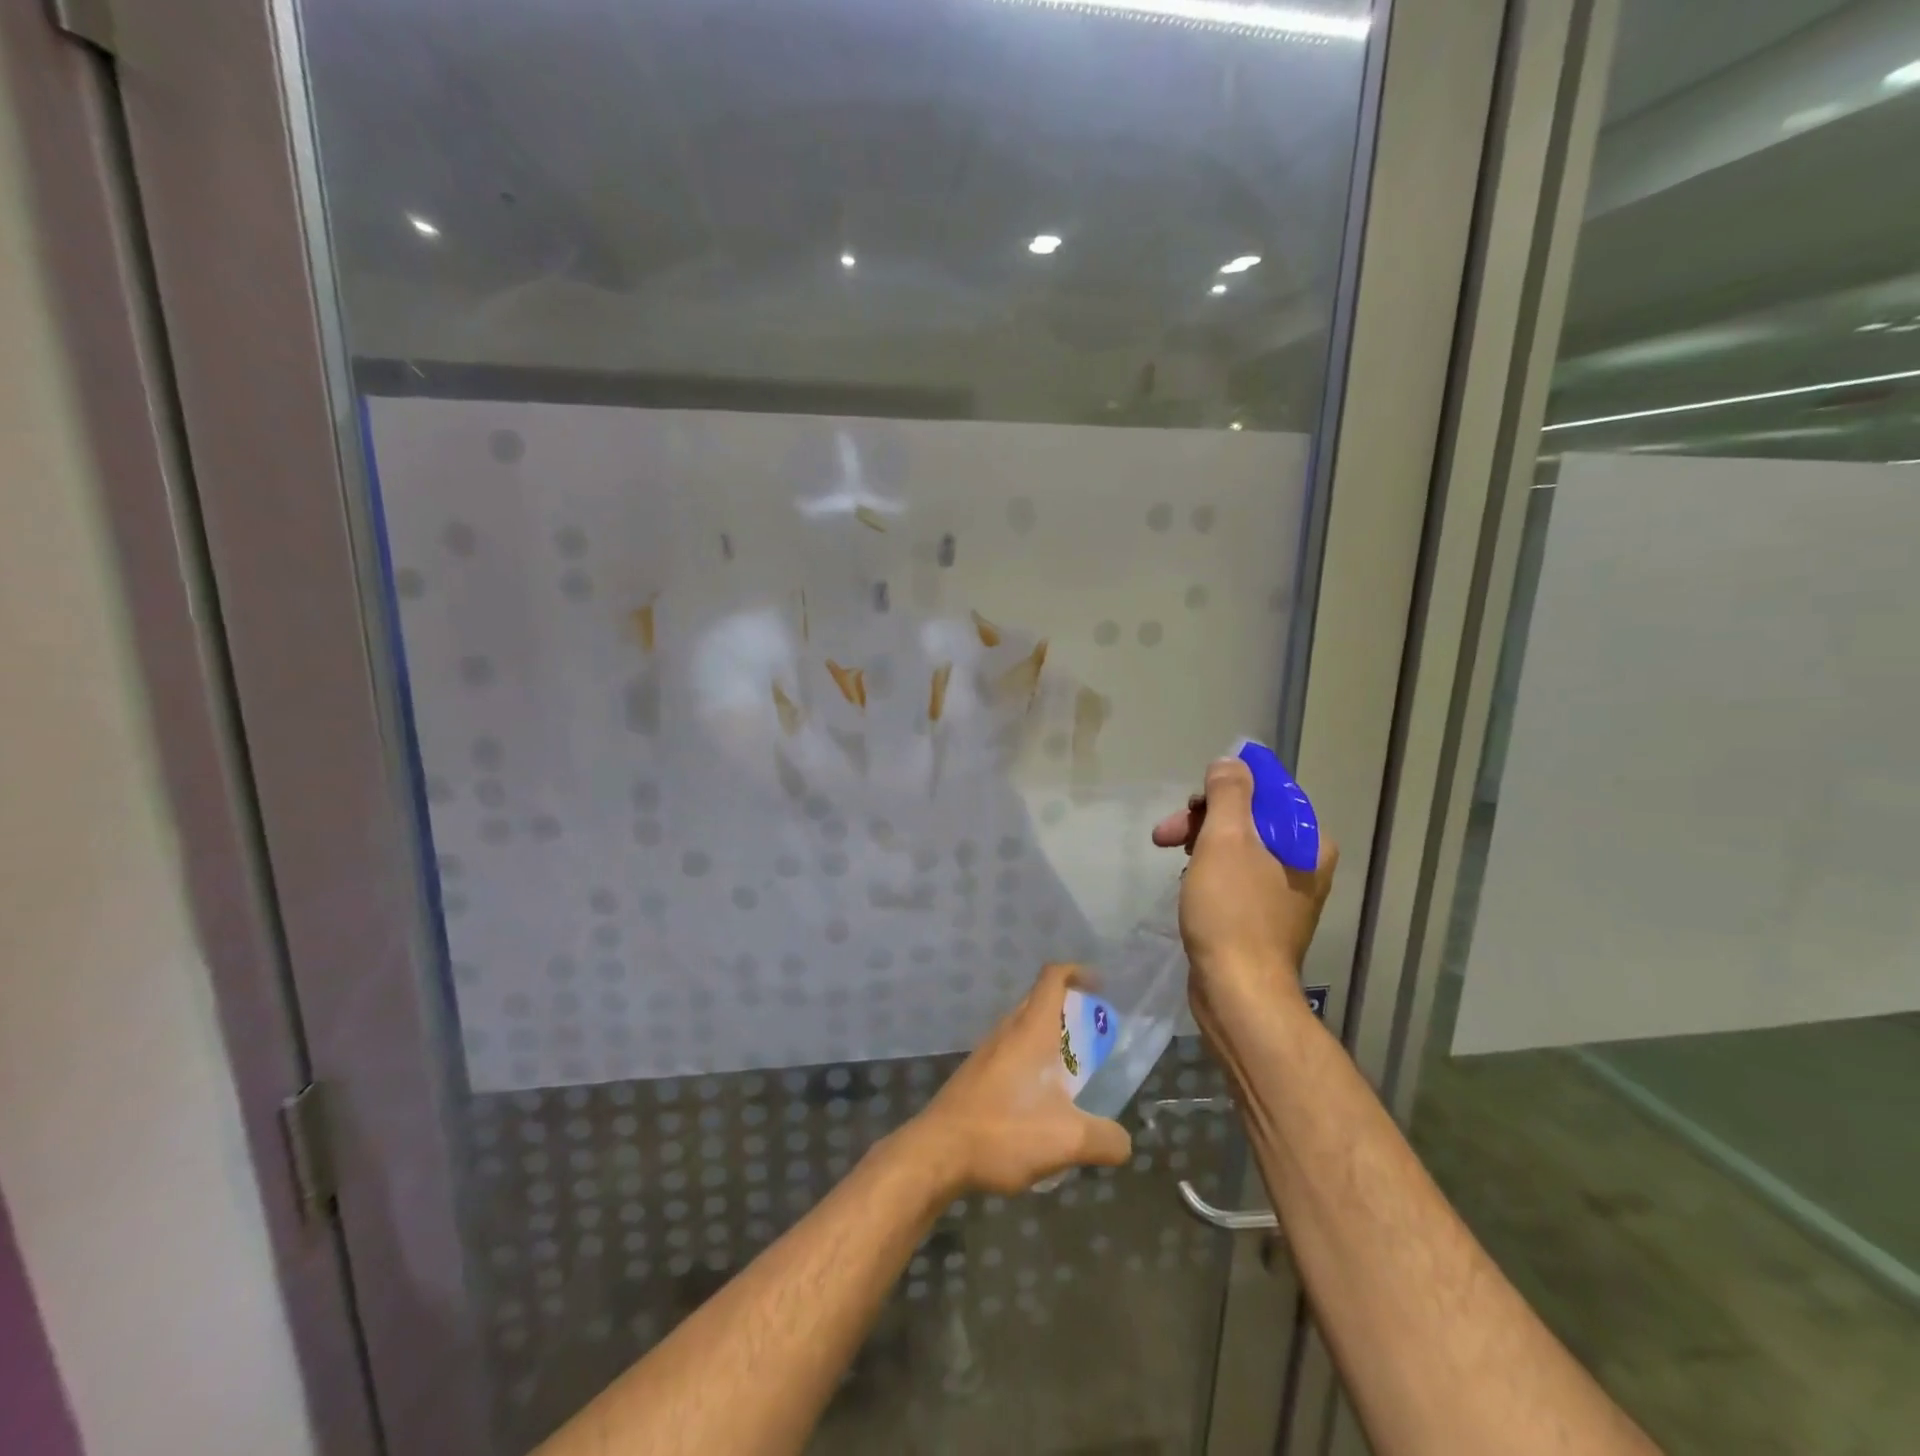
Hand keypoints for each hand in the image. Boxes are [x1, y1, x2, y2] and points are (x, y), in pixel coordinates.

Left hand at [907, 963, 1131, 1195]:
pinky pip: (1009, 1053)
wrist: (937, 1153)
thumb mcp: (1067, 1141)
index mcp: (1031, 1030)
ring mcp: (986, 1052)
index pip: (1052, 978)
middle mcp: (1007, 1031)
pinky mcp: (975, 1075)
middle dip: (1068, 1009)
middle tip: (1094, 1037)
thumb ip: (1105, 1139)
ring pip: (1023, 1029)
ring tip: (1072, 1074)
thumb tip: (1124, 1142)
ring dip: (1048, 1039)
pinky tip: (1039, 1102)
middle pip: (1038, 1001)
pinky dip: (1030, 1063)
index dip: (1077, 972)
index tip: (1100, 986)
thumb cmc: (1004, 1132)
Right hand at [1152, 756, 1338, 1006]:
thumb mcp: (1226, 840)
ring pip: (1236, 848)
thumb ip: (1229, 792)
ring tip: (1170, 857)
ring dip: (1200, 845)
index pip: (1266, 793)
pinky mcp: (1261, 918)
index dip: (1223, 791)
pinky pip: (1234, 877)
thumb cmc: (1232, 911)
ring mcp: (1283, 894)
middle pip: (1248, 820)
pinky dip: (1208, 872)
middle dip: (1203, 821)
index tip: (1190, 806)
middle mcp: (1304, 864)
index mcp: (1308, 842)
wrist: (1237, 992)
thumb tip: (1230, 762)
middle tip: (1165, 835)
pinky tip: (1188, 884)